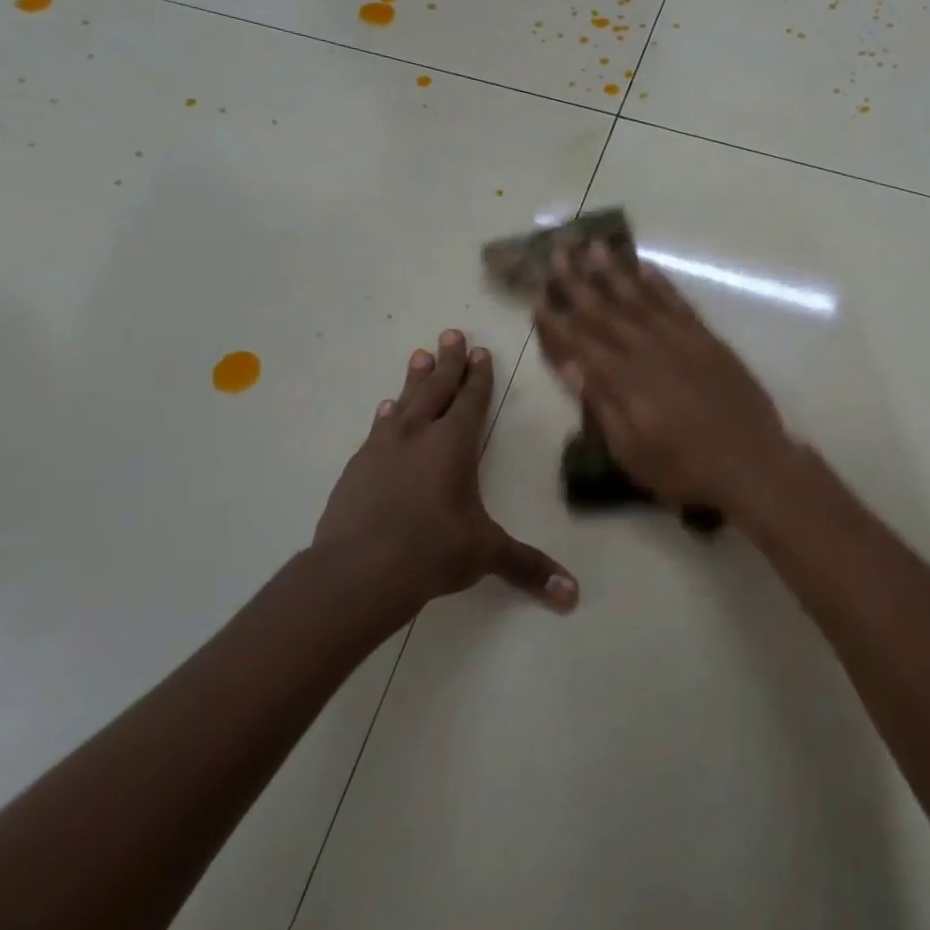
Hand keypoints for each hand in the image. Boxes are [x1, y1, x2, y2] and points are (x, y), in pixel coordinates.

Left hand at [312, 330, 578, 609]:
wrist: (358, 571)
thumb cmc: (432, 552)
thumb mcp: (485, 555)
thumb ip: (528, 568)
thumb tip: (572, 596)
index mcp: (454, 446)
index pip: (471, 401)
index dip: (478, 376)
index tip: (479, 351)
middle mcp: (419, 436)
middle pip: (437, 389)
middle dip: (448, 362)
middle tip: (450, 333)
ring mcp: (383, 449)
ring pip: (404, 402)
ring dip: (414, 379)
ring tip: (419, 355)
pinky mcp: (357, 468)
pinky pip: (377, 430)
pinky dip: (386, 416)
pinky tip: (385, 410)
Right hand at [532, 243, 798, 519]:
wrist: (752, 463)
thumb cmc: (685, 468)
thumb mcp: (632, 452)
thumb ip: (601, 404)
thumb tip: (572, 365)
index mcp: (625, 379)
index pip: (582, 341)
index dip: (558, 320)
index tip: (538, 297)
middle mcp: (648, 350)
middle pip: (606, 311)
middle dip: (578, 282)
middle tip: (557, 254)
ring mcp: (681, 340)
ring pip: (641, 297)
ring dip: (616, 272)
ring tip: (595, 246)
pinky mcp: (708, 339)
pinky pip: (678, 303)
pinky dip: (661, 284)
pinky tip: (646, 268)